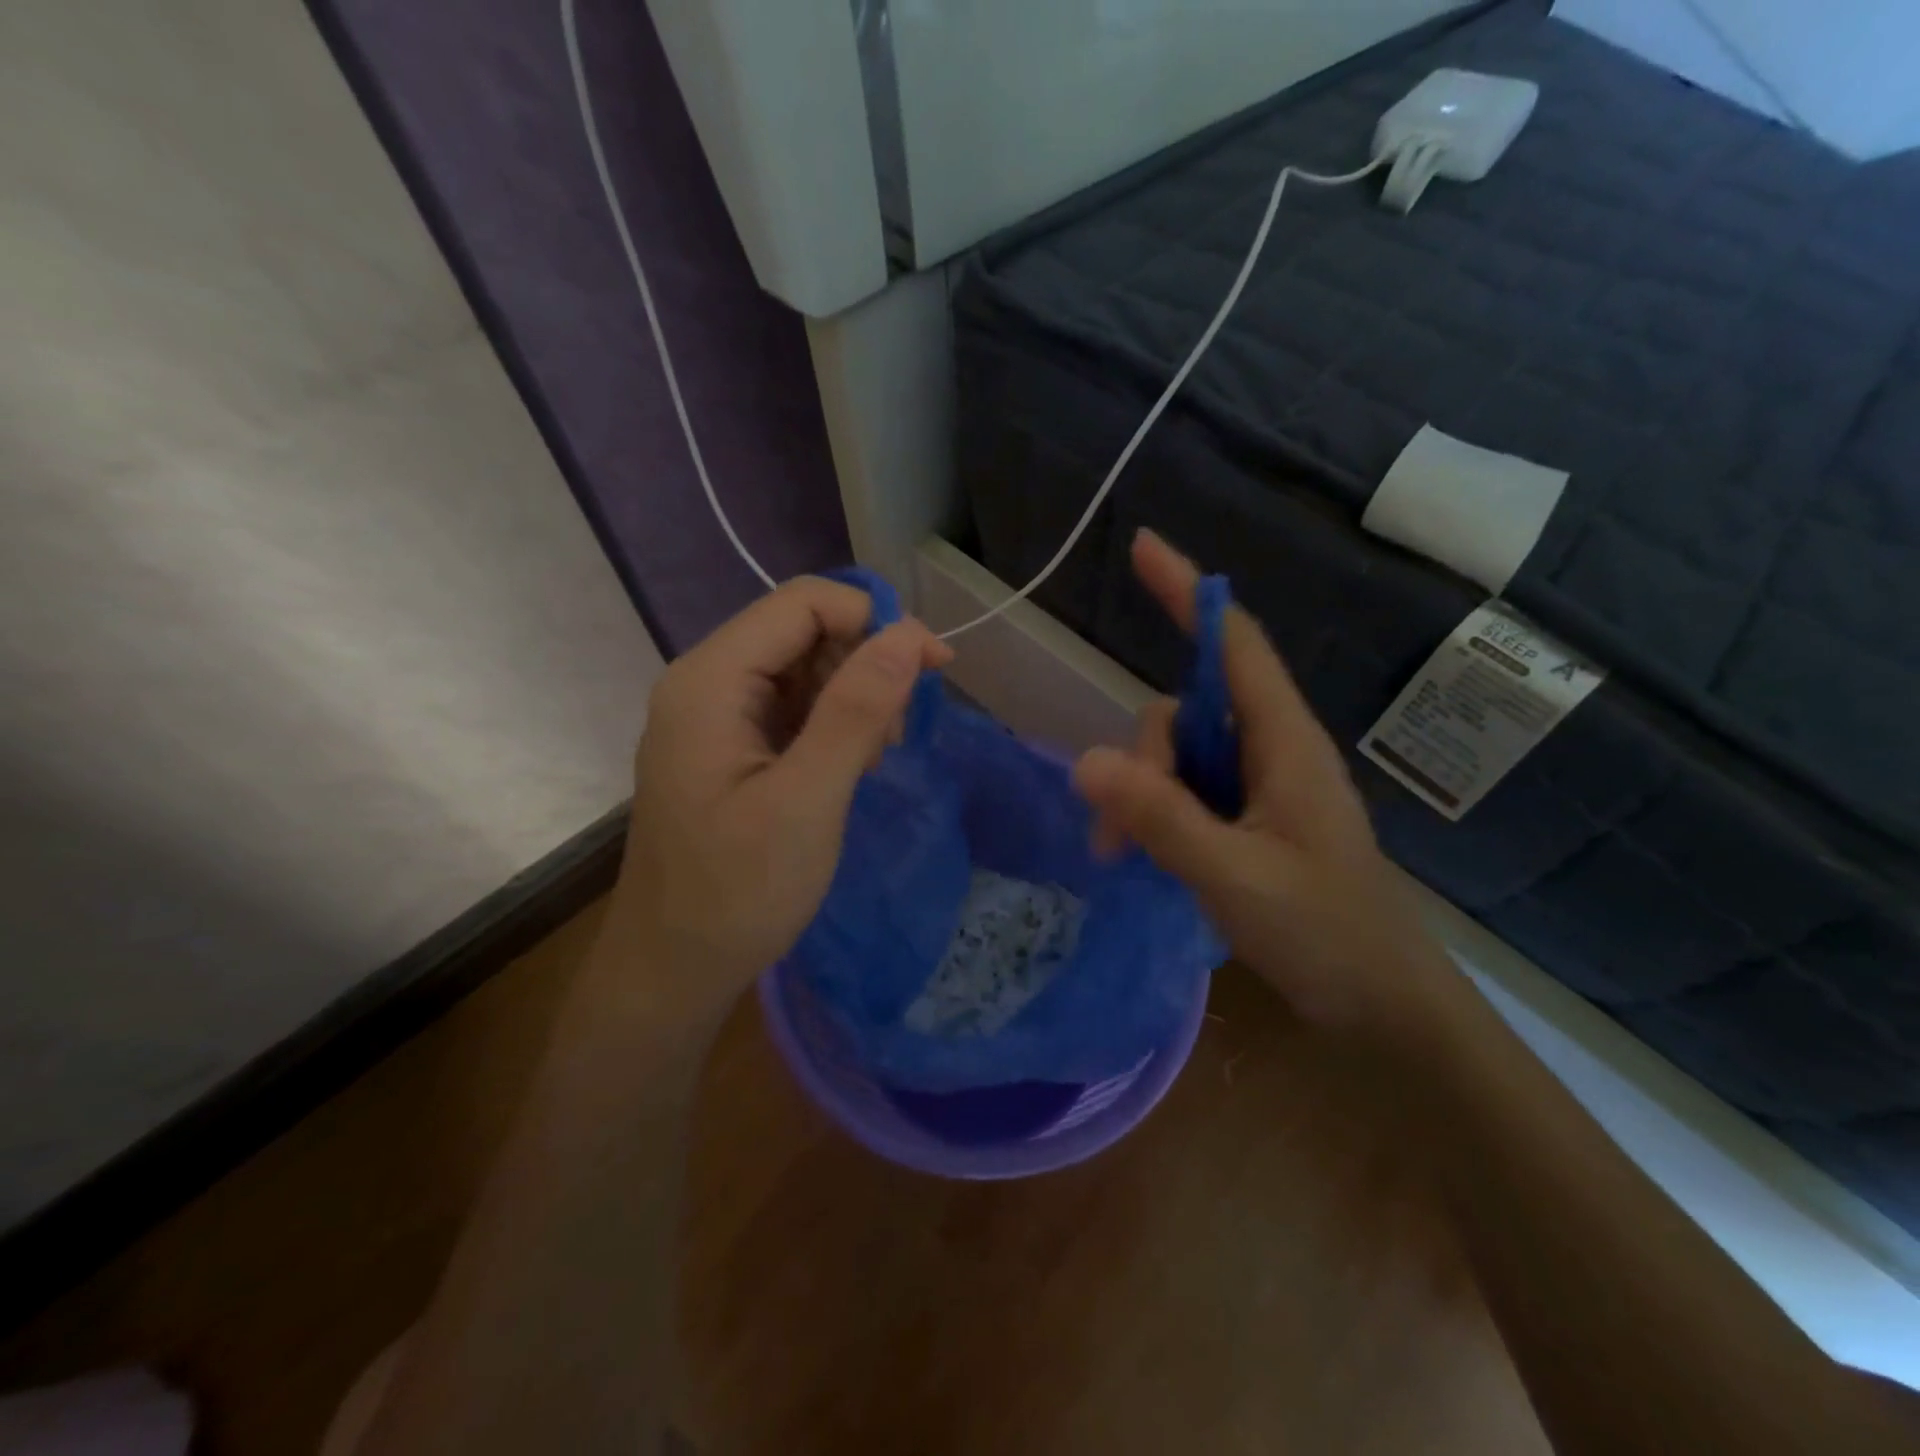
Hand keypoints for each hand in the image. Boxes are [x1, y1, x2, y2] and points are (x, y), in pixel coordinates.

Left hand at [605, 577, 951, 1021]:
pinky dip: (831, 726)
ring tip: (872, 759)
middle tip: (894, 735)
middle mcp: (705, 682)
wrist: (674, 969)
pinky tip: (848, 768)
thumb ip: (856, 711)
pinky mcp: (728, 747)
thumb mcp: (807, 800)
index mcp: (710, 681)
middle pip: (803, 632)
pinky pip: (790, 708)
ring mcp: (714, 716)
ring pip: (802, 670)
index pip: (803, 604)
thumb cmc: (738, 892)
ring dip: (852, 699)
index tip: (932, 669)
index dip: (874, 621)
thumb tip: (909, 636)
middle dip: (863, 666)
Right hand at [1074, 531, 1457, 1038]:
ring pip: (1175, 757)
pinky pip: (1183, 794)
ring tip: (1123, 856)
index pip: (1234, 645)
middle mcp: (1268, 751)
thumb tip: (1085, 760)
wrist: (1383, 1007)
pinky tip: (1141, 858)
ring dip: (1139, 795)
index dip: (1190, 593)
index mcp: (1283, 743)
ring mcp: (1256, 788)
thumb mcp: (1234, 876)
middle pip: (1184, 711)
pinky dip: (1153, 816)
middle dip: (1140, 756)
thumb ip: (1161, 817)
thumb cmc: (1325, 934)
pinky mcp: (1245, 821)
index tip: (1143, 546)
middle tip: (1117, 832)